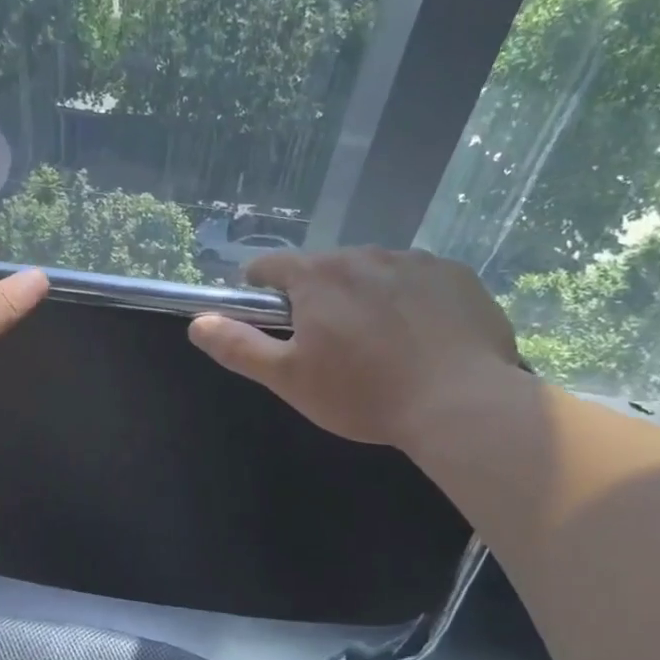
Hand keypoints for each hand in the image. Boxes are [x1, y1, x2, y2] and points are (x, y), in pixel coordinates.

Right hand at [188, 247, 520, 448]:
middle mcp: (363, 254)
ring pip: (372, 274)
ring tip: (382, 347)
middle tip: (332, 348)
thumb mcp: (288, 378)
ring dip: (365, 298)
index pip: (268, 267)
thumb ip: (238, 347)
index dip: (260, 291)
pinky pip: (418, 281)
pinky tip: (423, 340)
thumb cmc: (363, 393)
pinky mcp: (456, 276)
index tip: (271, 321)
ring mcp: (415, 261)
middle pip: (324, 270)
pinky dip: (411, 302)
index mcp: (317, 276)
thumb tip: (198, 323)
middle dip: (319, 300)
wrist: (461, 404)